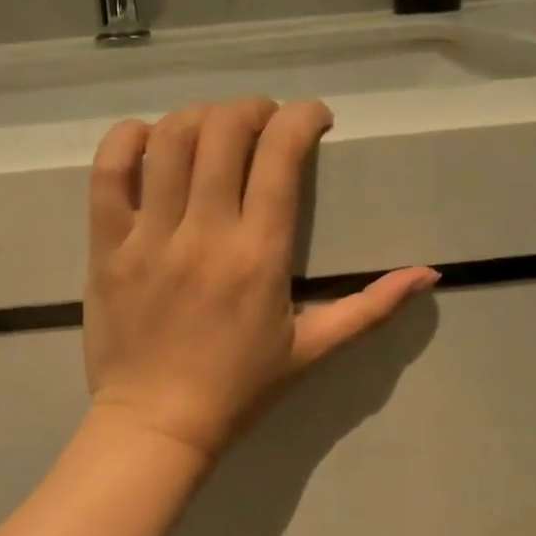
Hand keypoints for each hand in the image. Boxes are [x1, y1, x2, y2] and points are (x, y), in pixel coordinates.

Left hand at [84, 98, 437, 460]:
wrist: (157, 426)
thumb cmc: (237, 393)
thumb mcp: (310, 353)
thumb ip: (369, 309)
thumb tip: (428, 274)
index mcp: (260, 256)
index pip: (282, 155)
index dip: (303, 117)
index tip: (313, 120)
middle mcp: (205, 234)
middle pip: (225, 129)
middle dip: (253, 110)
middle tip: (263, 124)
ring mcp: (150, 237)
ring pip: (170, 139)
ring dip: (198, 117)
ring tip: (212, 132)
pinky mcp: (107, 247)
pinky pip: (109, 171)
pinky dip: (128, 140)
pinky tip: (148, 141)